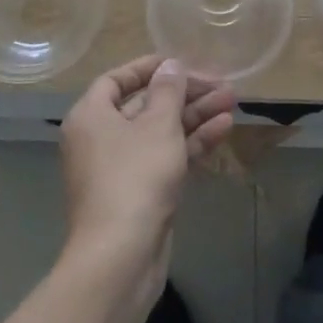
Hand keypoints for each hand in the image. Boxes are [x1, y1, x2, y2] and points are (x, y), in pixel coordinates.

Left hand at [59, 56, 236, 300]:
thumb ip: (168, 90)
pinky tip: (224, 129)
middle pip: (145, 105)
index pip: (118, 79)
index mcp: (91, 115)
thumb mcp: (158, 125)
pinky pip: (165, 158)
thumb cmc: (134, 177)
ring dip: (195, 116)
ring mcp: (120, 169)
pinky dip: (191, 143)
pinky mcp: (140, 195)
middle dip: (184, 94)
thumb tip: (170, 65)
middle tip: (220, 84)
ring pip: (160, 132)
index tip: (181, 62)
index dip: (150, 68)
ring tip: (231, 102)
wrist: (120, 260)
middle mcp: (101, 138)